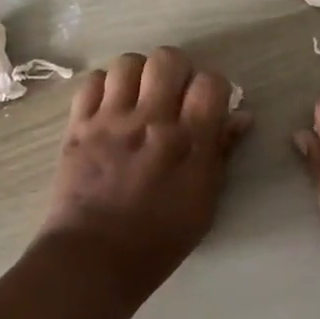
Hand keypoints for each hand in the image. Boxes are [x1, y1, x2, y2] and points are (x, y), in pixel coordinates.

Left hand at [38, 48, 251, 304]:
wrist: (92, 259)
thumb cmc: (158, 240)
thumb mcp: (204, 204)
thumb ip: (222, 154)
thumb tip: (241, 116)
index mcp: (189, 142)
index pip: (211, 82)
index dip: (213, 87)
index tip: (207, 104)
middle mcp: (151, 120)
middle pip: (168, 59)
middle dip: (176, 70)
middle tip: (172, 94)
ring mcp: (111, 120)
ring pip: (128, 63)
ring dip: (138, 75)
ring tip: (138, 97)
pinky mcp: (78, 125)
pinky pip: (92, 81)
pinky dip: (104, 87)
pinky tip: (109, 107)